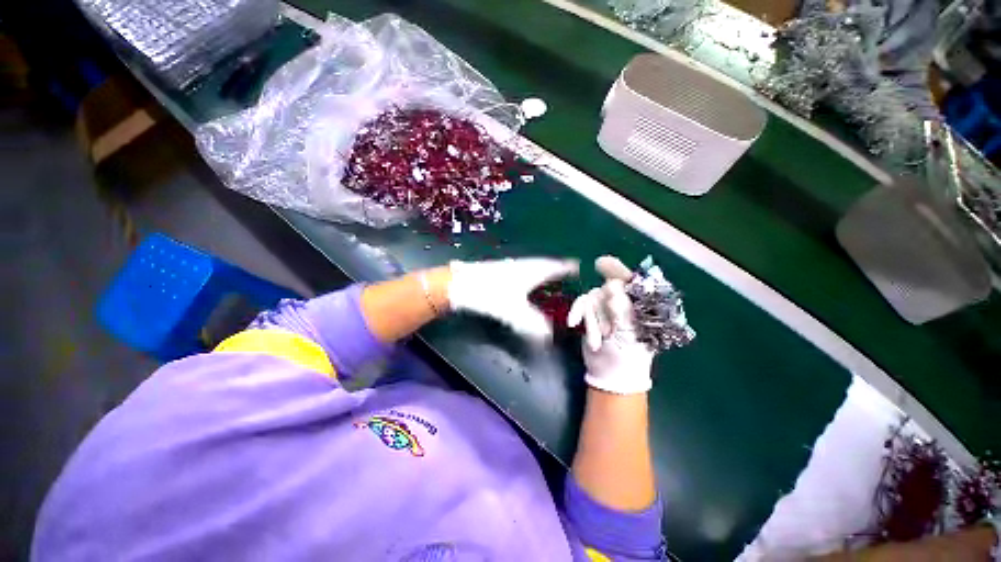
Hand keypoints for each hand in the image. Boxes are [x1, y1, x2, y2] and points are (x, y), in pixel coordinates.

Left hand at [448, 258, 578, 340]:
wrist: (461, 284)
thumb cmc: (491, 295)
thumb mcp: (514, 313)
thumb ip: (533, 325)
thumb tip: (549, 337)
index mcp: (532, 271)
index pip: (555, 267)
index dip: (567, 267)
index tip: (577, 266)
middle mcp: (524, 265)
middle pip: (545, 264)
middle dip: (557, 267)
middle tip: (567, 270)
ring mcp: (510, 266)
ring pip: (533, 265)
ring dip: (543, 269)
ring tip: (551, 274)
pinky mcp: (500, 270)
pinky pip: (523, 269)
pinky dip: (531, 272)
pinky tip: (525, 279)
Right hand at [568, 256, 653, 393]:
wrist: (609, 375)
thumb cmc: (627, 358)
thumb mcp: (629, 336)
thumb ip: (621, 310)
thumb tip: (611, 286)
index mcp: (640, 306)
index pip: (632, 282)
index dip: (617, 270)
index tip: (600, 262)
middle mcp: (623, 302)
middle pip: (607, 290)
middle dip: (603, 313)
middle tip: (607, 334)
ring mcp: (605, 308)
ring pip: (592, 298)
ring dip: (591, 320)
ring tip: (597, 341)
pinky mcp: (591, 314)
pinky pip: (580, 304)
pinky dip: (576, 313)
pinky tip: (573, 324)